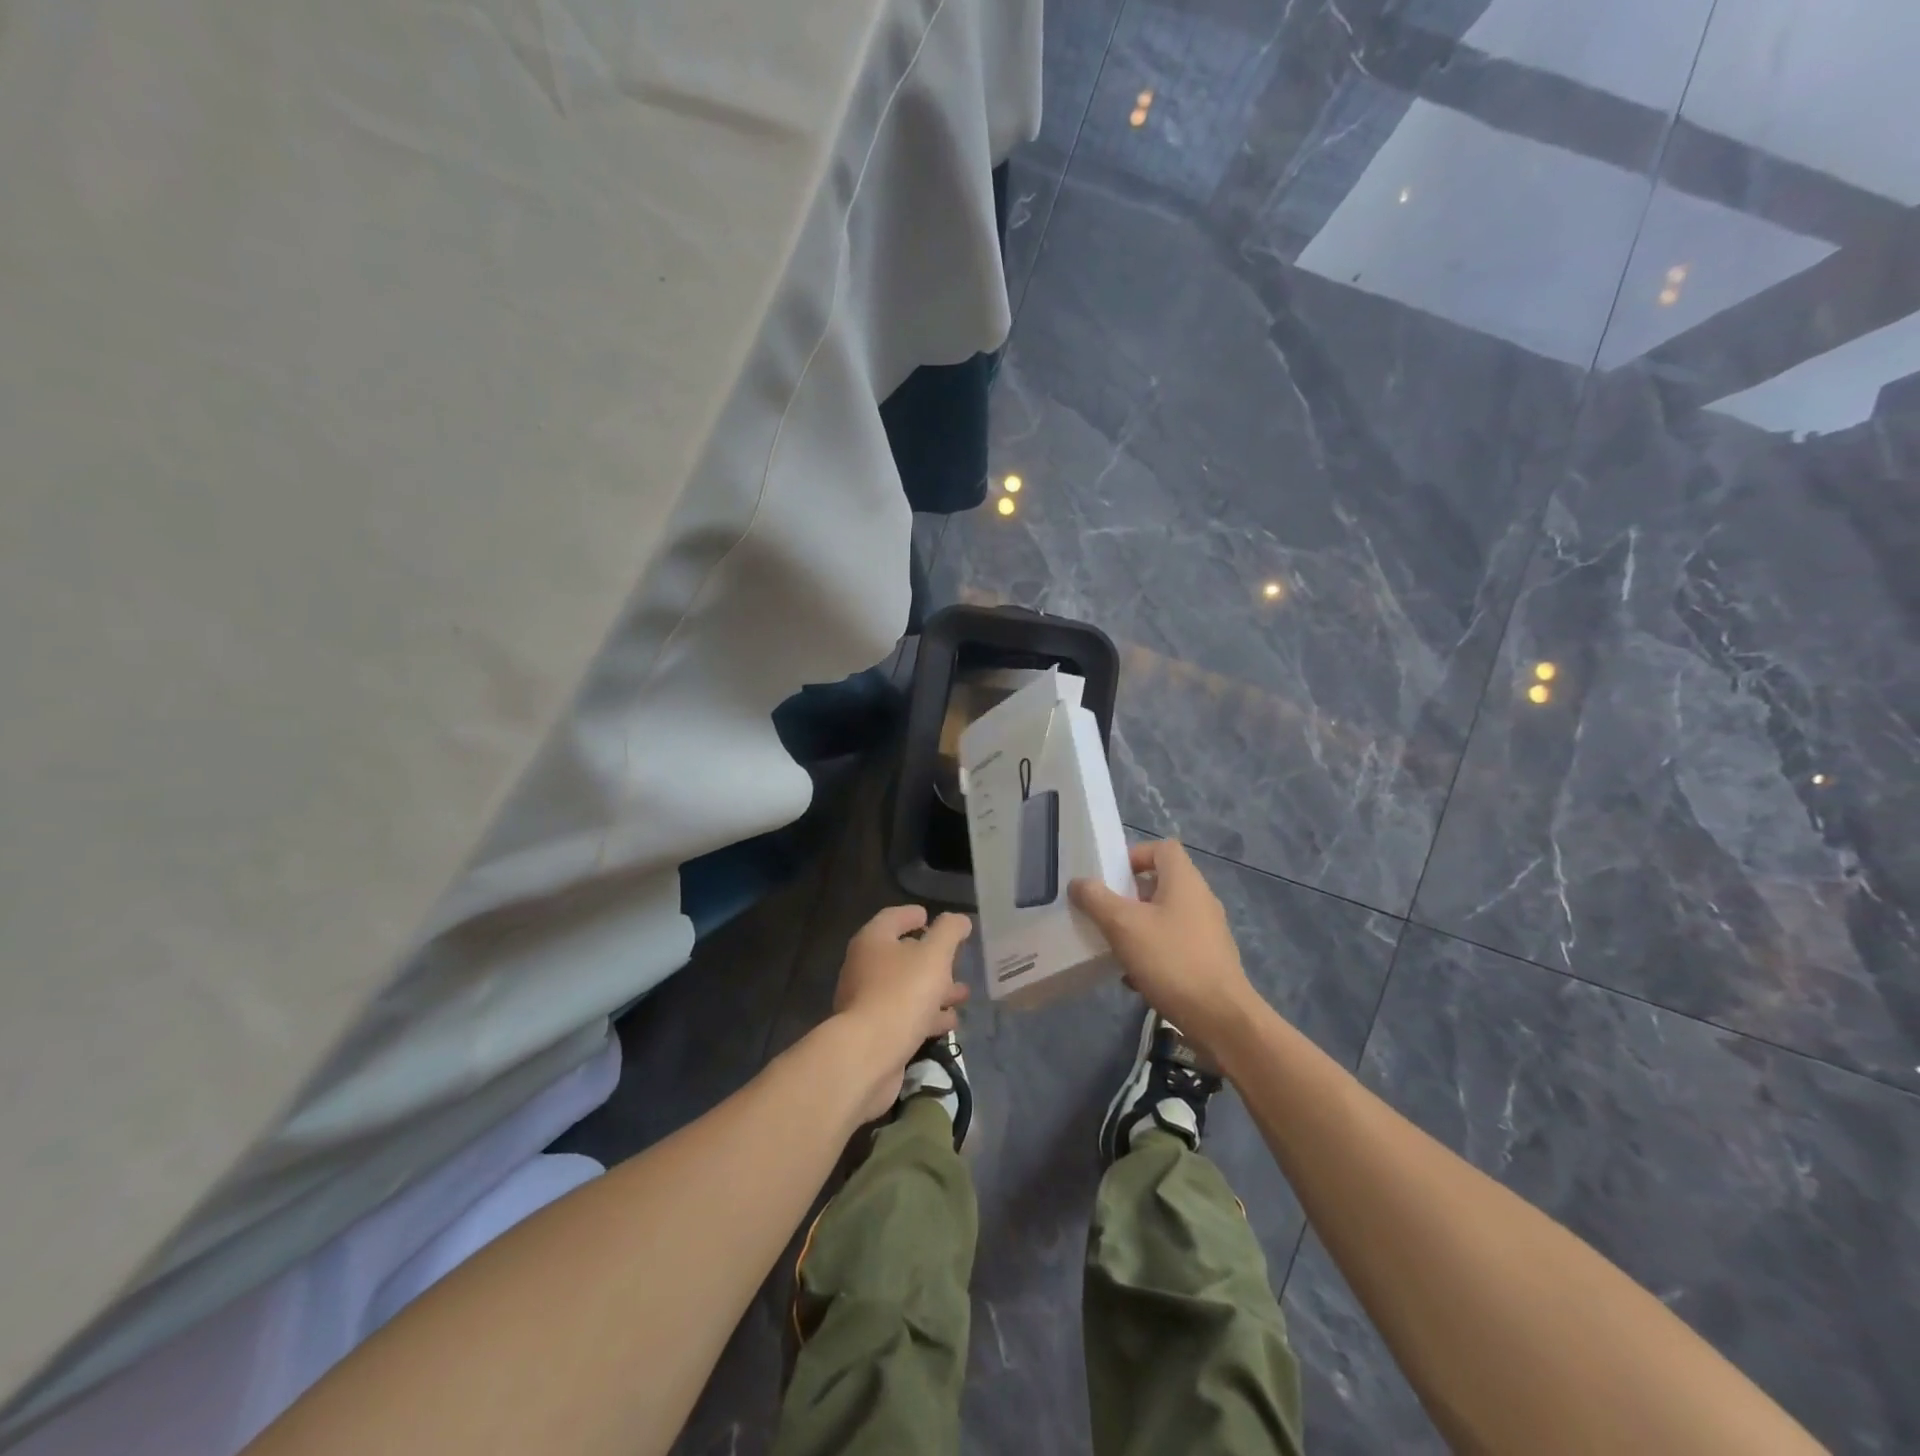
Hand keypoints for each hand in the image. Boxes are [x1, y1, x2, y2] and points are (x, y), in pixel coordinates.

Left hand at [832, 905, 971, 1120]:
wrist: (867, 1055)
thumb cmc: (901, 994)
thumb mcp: (934, 955)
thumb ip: (949, 932)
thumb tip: (959, 920)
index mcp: (873, 941)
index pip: (893, 918)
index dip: (912, 914)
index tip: (930, 916)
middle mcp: (864, 967)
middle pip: (901, 955)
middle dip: (932, 958)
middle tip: (958, 960)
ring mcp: (867, 1001)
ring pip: (907, 988)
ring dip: (936, 989)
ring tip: (963, 994)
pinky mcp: (875, 1032)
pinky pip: (905, 1015)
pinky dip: (927, 1015)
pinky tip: (950, 1021)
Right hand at [1069, 840, 1256, 1056]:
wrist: (1220, 1019)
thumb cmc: (1171, 960)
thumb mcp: (1123, 926)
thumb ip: (1096, 899)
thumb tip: (1079, 883)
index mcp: (1184, 881)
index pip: (1162, 848)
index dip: (1135, 855)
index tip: (1111, 877)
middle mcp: (1200, 900)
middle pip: (1161, 883)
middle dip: (1129, 895)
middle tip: (1104, 911)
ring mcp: (1208, 931)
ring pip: (1165, 916)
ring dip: (1138, 926)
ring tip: (1114, 945)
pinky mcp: (1209, 960)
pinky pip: (1174, 944)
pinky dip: (1153, 952)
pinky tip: (1134, 977)